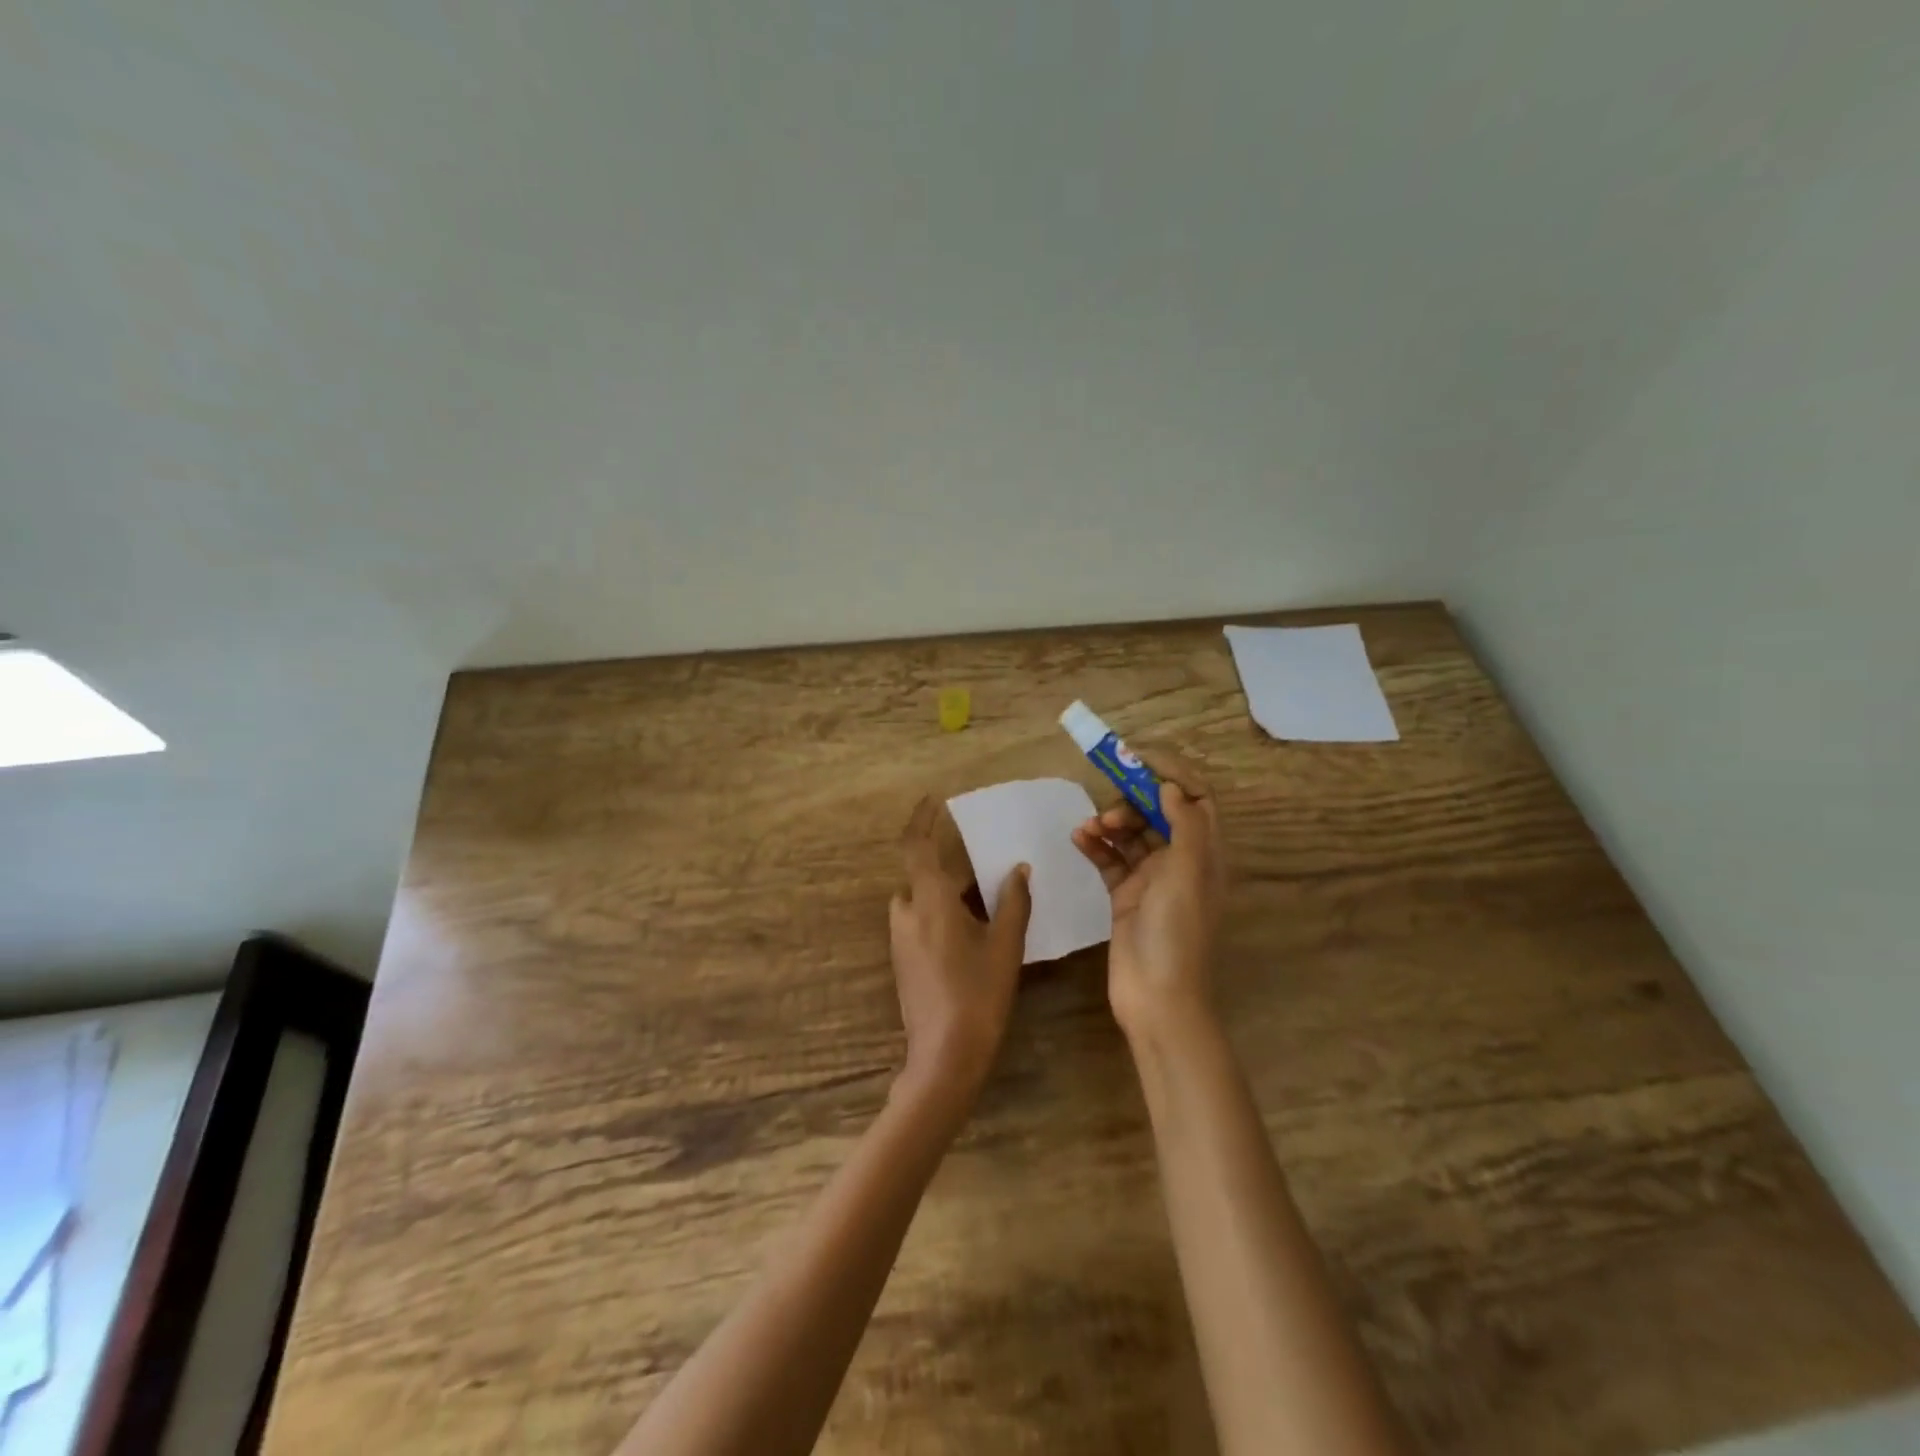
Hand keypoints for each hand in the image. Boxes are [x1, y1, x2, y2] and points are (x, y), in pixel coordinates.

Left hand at [889, 798, 1032, 1108]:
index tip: (933, 801)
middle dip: (954, 871)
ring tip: (988, 907)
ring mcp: (900, 938)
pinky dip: (942, 916)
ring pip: (923, 900)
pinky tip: (973, 937)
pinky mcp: (902, 960)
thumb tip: (1019, 869)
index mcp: (928, 900)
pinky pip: (921, 921)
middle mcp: (906, 912)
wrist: (944, 1055)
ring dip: (949, 895)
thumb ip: (1013, 902)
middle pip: (925, 876)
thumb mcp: (1004, 945)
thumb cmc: (978, 993)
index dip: (921, 820)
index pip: (915, 846)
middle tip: (989, 873)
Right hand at [1071, 750, 1226, 1038]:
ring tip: (1091, 827)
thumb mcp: (1187, 873)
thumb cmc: (1176, 933)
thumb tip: (1171, 786)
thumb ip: (1183, 824)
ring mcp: (1151, 879)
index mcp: (1204, 853)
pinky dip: (1095, 845)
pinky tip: (1079, 838)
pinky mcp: (1125, 895)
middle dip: (1133, 801)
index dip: (1171, 773)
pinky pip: (1109, 858)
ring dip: (1110, 822)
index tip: (1137, 758)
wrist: (1156, 998)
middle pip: (1158, 812)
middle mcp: (1180, 860)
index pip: (1195, 797)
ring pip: (1130, 834)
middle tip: (1110, 809)